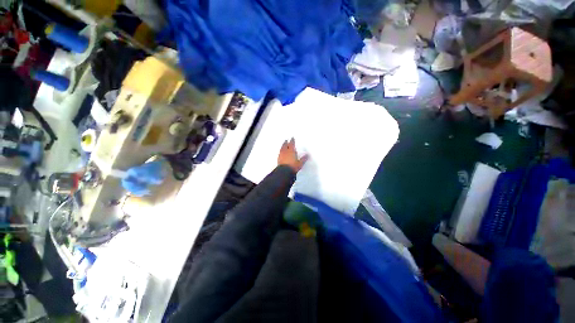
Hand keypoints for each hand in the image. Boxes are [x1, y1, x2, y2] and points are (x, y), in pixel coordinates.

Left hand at [278, 138, 308, 172]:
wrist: (284, 172)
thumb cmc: (293, 167)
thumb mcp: (300, 163)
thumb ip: (303, 159)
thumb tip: (308, 155)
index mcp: (291, 151)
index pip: (292, 144)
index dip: (292, 141)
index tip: (292, 138)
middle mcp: (286, 152)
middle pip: (286, 145)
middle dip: (286, 142)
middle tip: (286, 140)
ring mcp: (281, 155)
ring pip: (282, 148)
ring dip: (283, 146)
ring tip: (283, 144)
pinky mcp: (279, 159)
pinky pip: (280, 153)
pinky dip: (281, 151)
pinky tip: (281, 152)